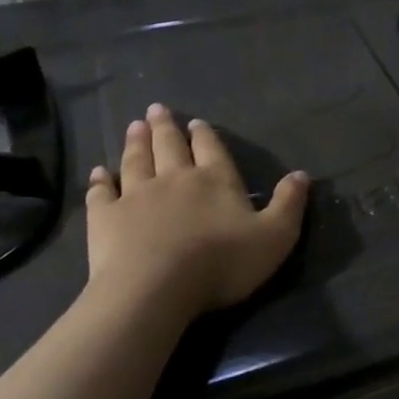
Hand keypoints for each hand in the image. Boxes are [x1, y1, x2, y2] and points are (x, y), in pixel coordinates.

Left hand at [84, 104, 308, 322]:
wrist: (156, 288)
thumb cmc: (222, 262)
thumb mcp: (275, 236)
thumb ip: (289, 204)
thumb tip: (302, 174)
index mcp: (216, 180)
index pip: (212, 149)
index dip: (206, 135)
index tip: (196, 122)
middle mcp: (175, 179)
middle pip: (169, 146)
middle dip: (165, 128)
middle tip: (156, 110)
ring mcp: (136, 196)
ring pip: (136, 161)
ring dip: (135, 143)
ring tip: (133, 126)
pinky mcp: (105, 218)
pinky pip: (101, 193)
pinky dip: (99, 181)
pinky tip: (97, 172)